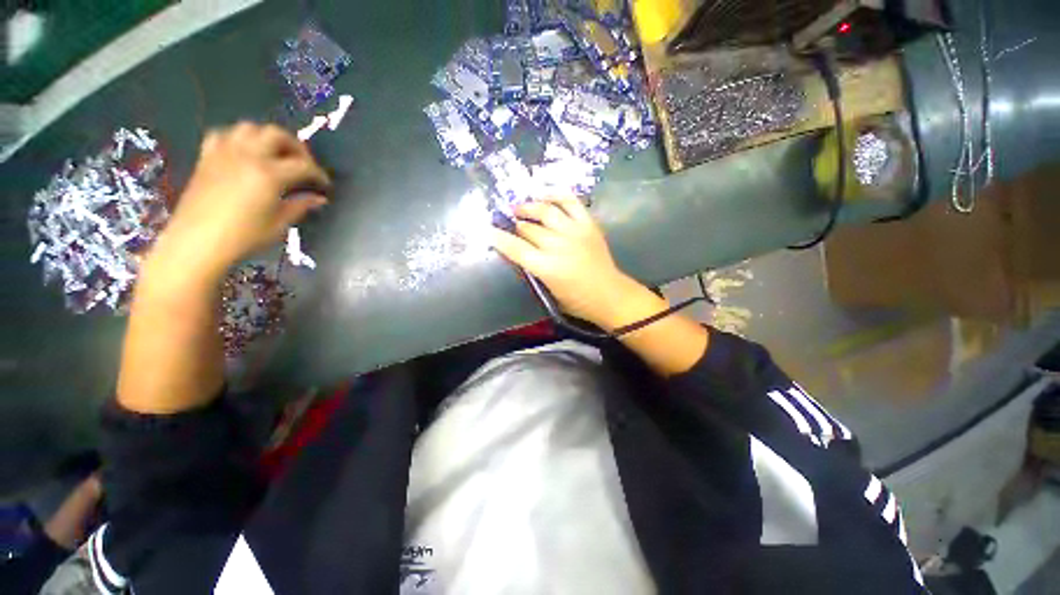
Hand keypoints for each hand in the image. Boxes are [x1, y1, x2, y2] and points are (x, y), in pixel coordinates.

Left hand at [152, 122, 330, 277]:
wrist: (197, 242)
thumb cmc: (244, 237)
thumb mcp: (279, 224)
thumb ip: (300, 206)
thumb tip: (318, 198)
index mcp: (269, 174)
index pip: (303, 165)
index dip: (318, 174)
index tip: (325, 185)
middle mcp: (247, 155)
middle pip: (276, 134)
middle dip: (295, 147)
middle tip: (303, 164)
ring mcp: (224, 153)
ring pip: (250, 128)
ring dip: (267, 138)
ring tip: (275, 155)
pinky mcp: (207, 157)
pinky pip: (224, 134)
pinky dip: (238, 139)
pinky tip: (244, 153)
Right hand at [490, 195, 644, 327]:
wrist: (609, 295)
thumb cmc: (576, 300)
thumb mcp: (548, 291)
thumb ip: (533, 270)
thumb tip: (519, 251)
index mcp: (546, 268)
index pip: (515, 248)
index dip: (498, 238)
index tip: (487, 230)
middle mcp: (558, 245)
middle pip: (528, 227)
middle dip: (515, 225)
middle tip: (509, 223)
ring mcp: (574, 232)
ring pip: (545, 211)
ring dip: (528, 207)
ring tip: (519, 207)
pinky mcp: (588, 224)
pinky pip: (570, 201)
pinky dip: (556, 194)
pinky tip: (544, 194)